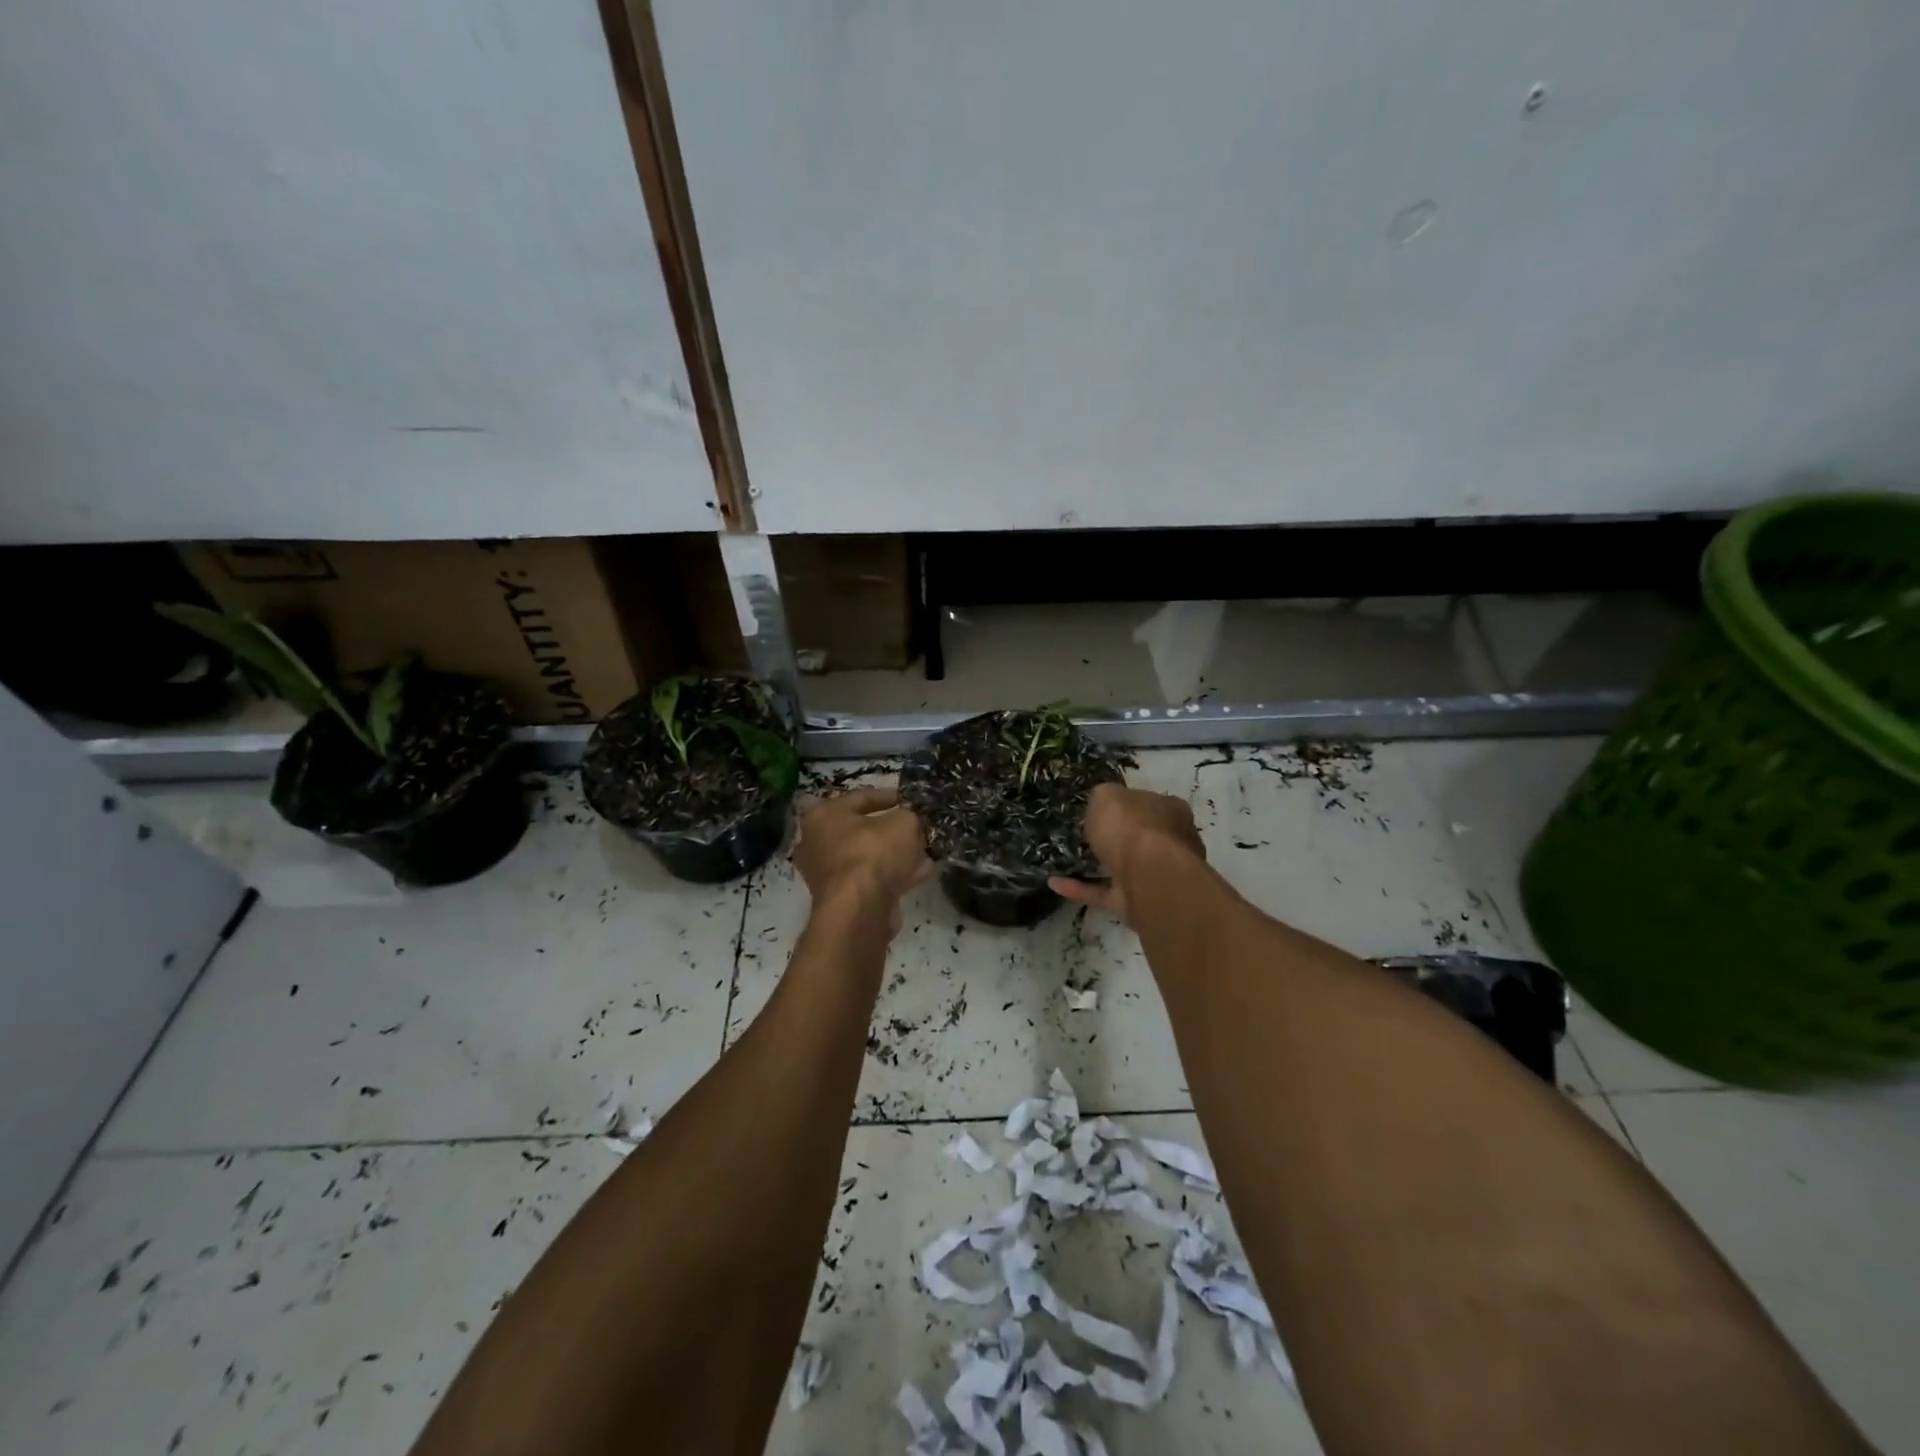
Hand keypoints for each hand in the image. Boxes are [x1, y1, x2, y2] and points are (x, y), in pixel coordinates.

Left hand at [793, 785, 932, 917]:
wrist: (859, 910)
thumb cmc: (873, 853)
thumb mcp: (903, 822)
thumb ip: (909, 816)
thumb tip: (911, 821)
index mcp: (824, 815)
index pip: (861, 797)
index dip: (890, 796)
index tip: (911, 799)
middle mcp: (817, 842)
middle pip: (863, 830)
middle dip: (894, 830)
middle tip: (918, 828)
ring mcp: (826, 873)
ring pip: (869, 857)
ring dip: (897, 855)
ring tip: (925, 852)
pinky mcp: (839, 899)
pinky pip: (871, 879)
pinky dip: (893, 876)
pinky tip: (920, 873)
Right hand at [1048, 783, 1204, 923]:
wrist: (1148, 877)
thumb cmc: (1131, 827)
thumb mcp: (1107, 795)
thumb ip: (1103, 797)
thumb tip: (1103, 803)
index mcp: (1168, 810)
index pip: (1145, 803)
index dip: (1122, 805)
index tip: (1098, 809)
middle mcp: (1169, 842)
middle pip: (1138, 837)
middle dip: (1115, 838)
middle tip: (1083, 835)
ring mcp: (1154, 875)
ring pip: (1122, 867)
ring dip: (1096, 865)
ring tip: (1064, 859)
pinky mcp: (1137, 902)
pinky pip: (1105, 892)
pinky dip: (1081, 888)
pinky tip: (1055, 883)